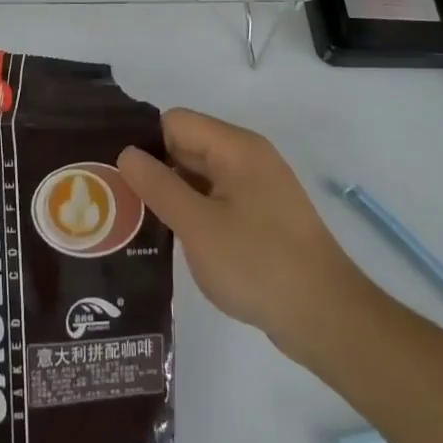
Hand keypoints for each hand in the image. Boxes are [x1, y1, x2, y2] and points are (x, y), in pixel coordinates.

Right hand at [118, 108, 369, 362]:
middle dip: (154, 169)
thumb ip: (158, 185)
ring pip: (200, 175)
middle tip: (115, 199)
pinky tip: (171, 237)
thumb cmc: (258, 264)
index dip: (144, 143)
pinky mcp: (263, 217)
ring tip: (134, 219)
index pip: (175, 122)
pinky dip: (194, 212)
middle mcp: (248, 157)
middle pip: (187, 145)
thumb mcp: (197, 226)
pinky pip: (217, 199)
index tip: (115, 173)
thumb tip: (126, 153)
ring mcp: (258, 188)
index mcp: (235, 147)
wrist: (327, 320)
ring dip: (172, 193)